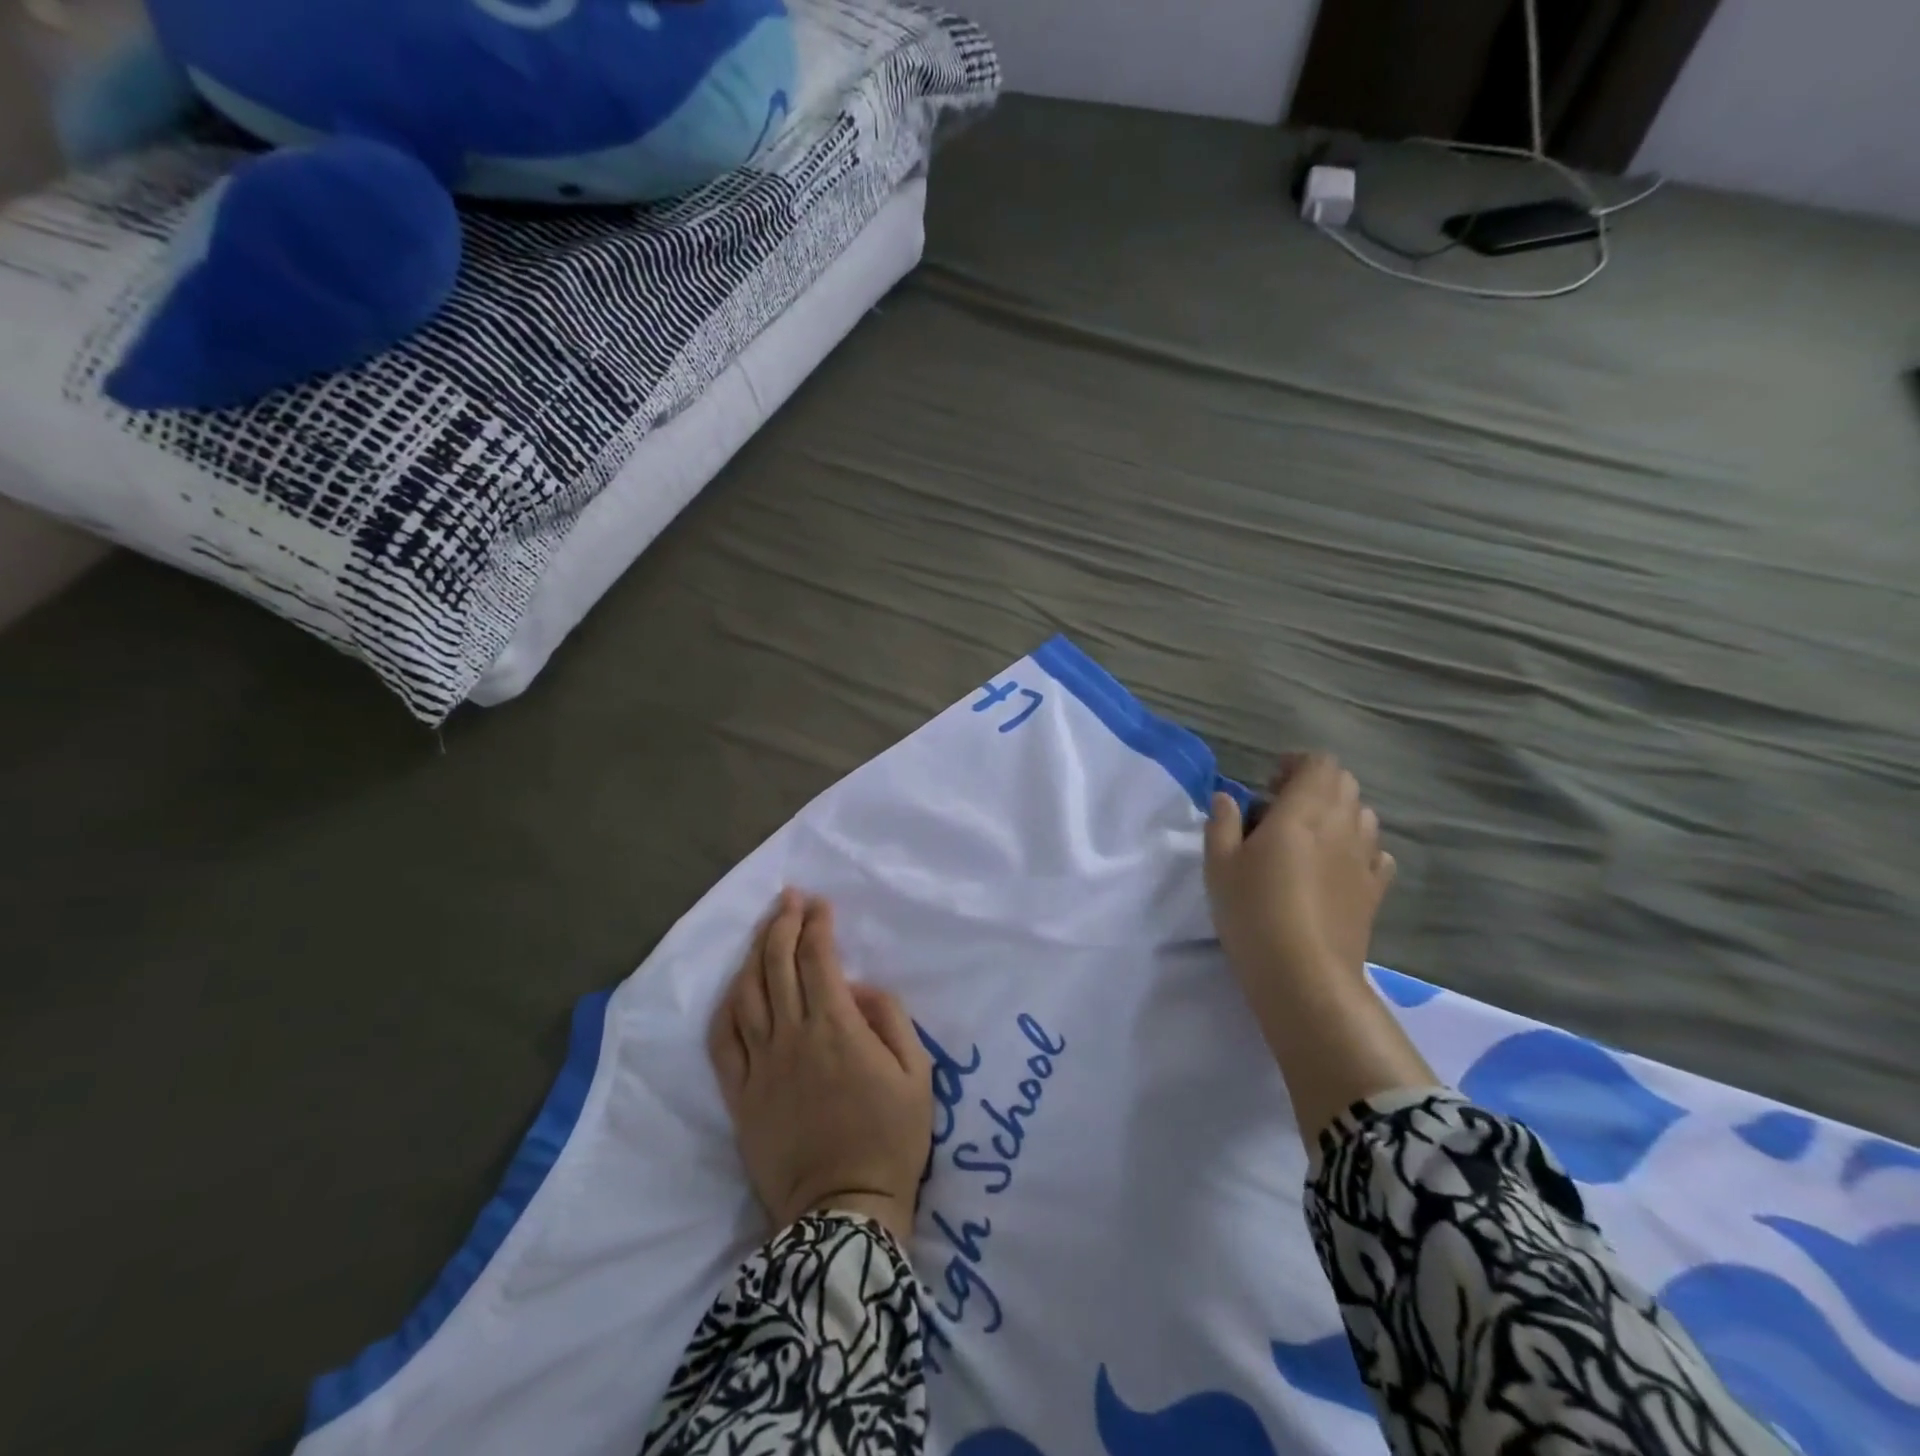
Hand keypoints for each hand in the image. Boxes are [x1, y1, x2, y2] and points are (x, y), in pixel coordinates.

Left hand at [709, 890, 932, 1245]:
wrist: (844, 1213)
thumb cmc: (890, 1140)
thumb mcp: (917, 1073)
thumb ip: (889, 1017)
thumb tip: (856, 988)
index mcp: (835, 1028)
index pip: (817, 958)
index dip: (817, 924)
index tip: (820, 903)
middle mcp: (791, 1036)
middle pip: (776, 964)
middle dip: (782, 923)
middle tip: (790, 899)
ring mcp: (760, 1065)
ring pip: (747, 993)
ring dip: (754, 953)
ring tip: (765, 929)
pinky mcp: (740, 1094)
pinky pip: (723, 1039)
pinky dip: (727, 1004)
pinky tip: (736, 986)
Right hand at [1204, 754, 1395, 1003]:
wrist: (1303, 975)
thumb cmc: (1252, 912)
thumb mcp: (1218, 865)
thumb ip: (1223, 823)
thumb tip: (1228, 798)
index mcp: (1302, 812)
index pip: (1319, 764)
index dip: (1296, 765)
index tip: (1269, 784)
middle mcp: (1341, 826)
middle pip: (1345, 784)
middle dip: (1316, 785)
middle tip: (1282, 808)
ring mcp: (1364, 859)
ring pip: (1363, 815)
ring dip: (1338, 814)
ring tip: (1308, 838)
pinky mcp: (1375, 891)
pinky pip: (1377, 854)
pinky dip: (1359, 848)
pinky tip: (1336, 867)